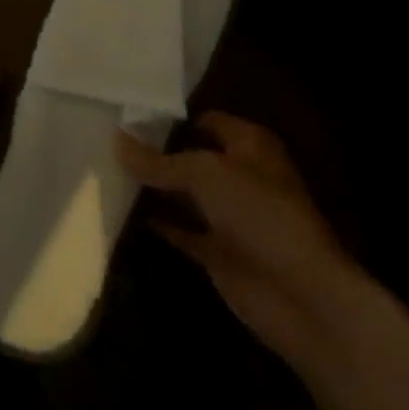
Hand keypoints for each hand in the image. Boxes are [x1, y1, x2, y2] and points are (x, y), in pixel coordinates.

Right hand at [118, 113, 361, 364]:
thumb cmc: (258, 213)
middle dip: (157, 151)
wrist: (301, 296)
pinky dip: (157, 222)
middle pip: (192, 156)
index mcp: (249, 145)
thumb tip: (116, 140)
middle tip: (109, 140)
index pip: (205, 120)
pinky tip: (123, 209)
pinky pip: (181, 229)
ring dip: (154, 187)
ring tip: (107, 169)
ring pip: (185, 193)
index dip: (171, 117)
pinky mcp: (219, 251)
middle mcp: (240, 175)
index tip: (128, 113)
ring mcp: (230, 216)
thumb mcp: (203, 173)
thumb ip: (158, 160)